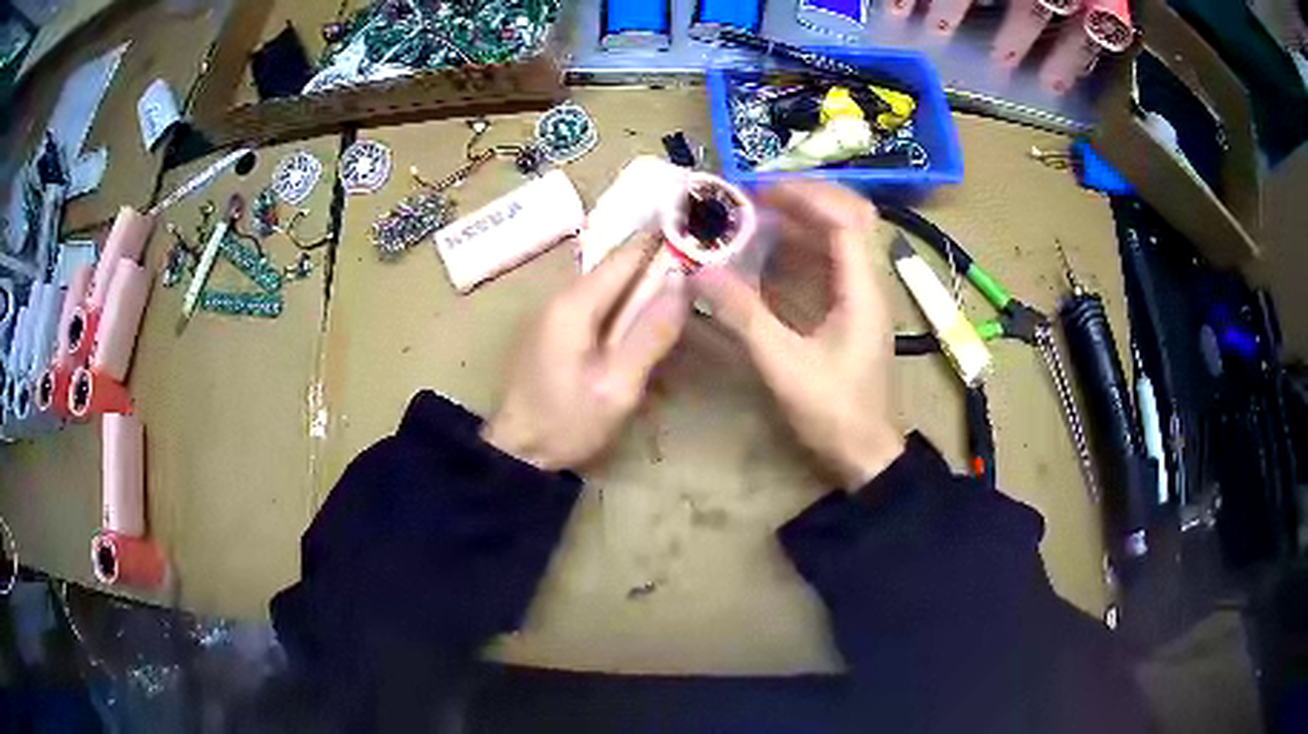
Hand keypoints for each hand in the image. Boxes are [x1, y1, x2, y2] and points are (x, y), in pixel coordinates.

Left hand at [482, 241, 689, 470]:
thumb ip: (650, 334)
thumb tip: (681, 282)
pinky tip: (645, 318)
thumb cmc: (567, 423)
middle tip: (702, 270)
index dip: (665, 241)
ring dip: (642, 285)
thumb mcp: (618, 387)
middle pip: (617, 266)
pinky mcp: (553, 327)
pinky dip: (624, 304)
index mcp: (574, 303)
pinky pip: (597, 303)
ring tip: (682, 291)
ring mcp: (553, 310)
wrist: (517, 451)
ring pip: (608, 284)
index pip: (626, 254)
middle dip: (658, 264)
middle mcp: (560, 295)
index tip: (702, 236)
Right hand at [692, 182, 903, 489]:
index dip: (804, 196)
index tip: (759, 192)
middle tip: (756, 197)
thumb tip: (700, 272)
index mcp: (862, 290)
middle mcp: (868, 283)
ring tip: (755, 215)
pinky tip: (768, 252)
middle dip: (805, 199)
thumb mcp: (783, 365)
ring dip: (801, 220)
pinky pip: (830, 263)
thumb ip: (743, 315)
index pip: (845, 219)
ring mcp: (862, 296)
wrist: (865, 454)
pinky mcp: (851, 310)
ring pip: (840, 238)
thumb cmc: (833, 413)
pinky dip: (800, 248)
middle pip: (850, 216)